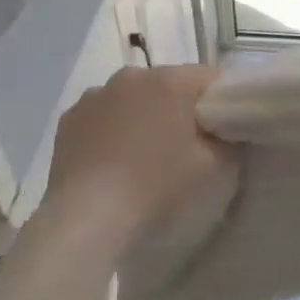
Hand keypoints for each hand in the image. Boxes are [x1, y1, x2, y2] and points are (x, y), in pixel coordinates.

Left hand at [45, 65, 237, 242]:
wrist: (88, 223)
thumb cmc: (160, 190)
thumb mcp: (218, 170)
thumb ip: (231, 141)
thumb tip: (225, 130)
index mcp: (170, 81)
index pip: (212, 78)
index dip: (223, 103)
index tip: (226, 131)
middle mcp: (131, 76)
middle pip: (170, 86)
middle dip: (182, 110)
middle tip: (190, 150)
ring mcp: (94, 96)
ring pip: (133, 100)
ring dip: (144, 118)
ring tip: (146, 160)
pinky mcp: (68, 121)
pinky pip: (104, 118)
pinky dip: (113, 133)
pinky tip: (115, 166)